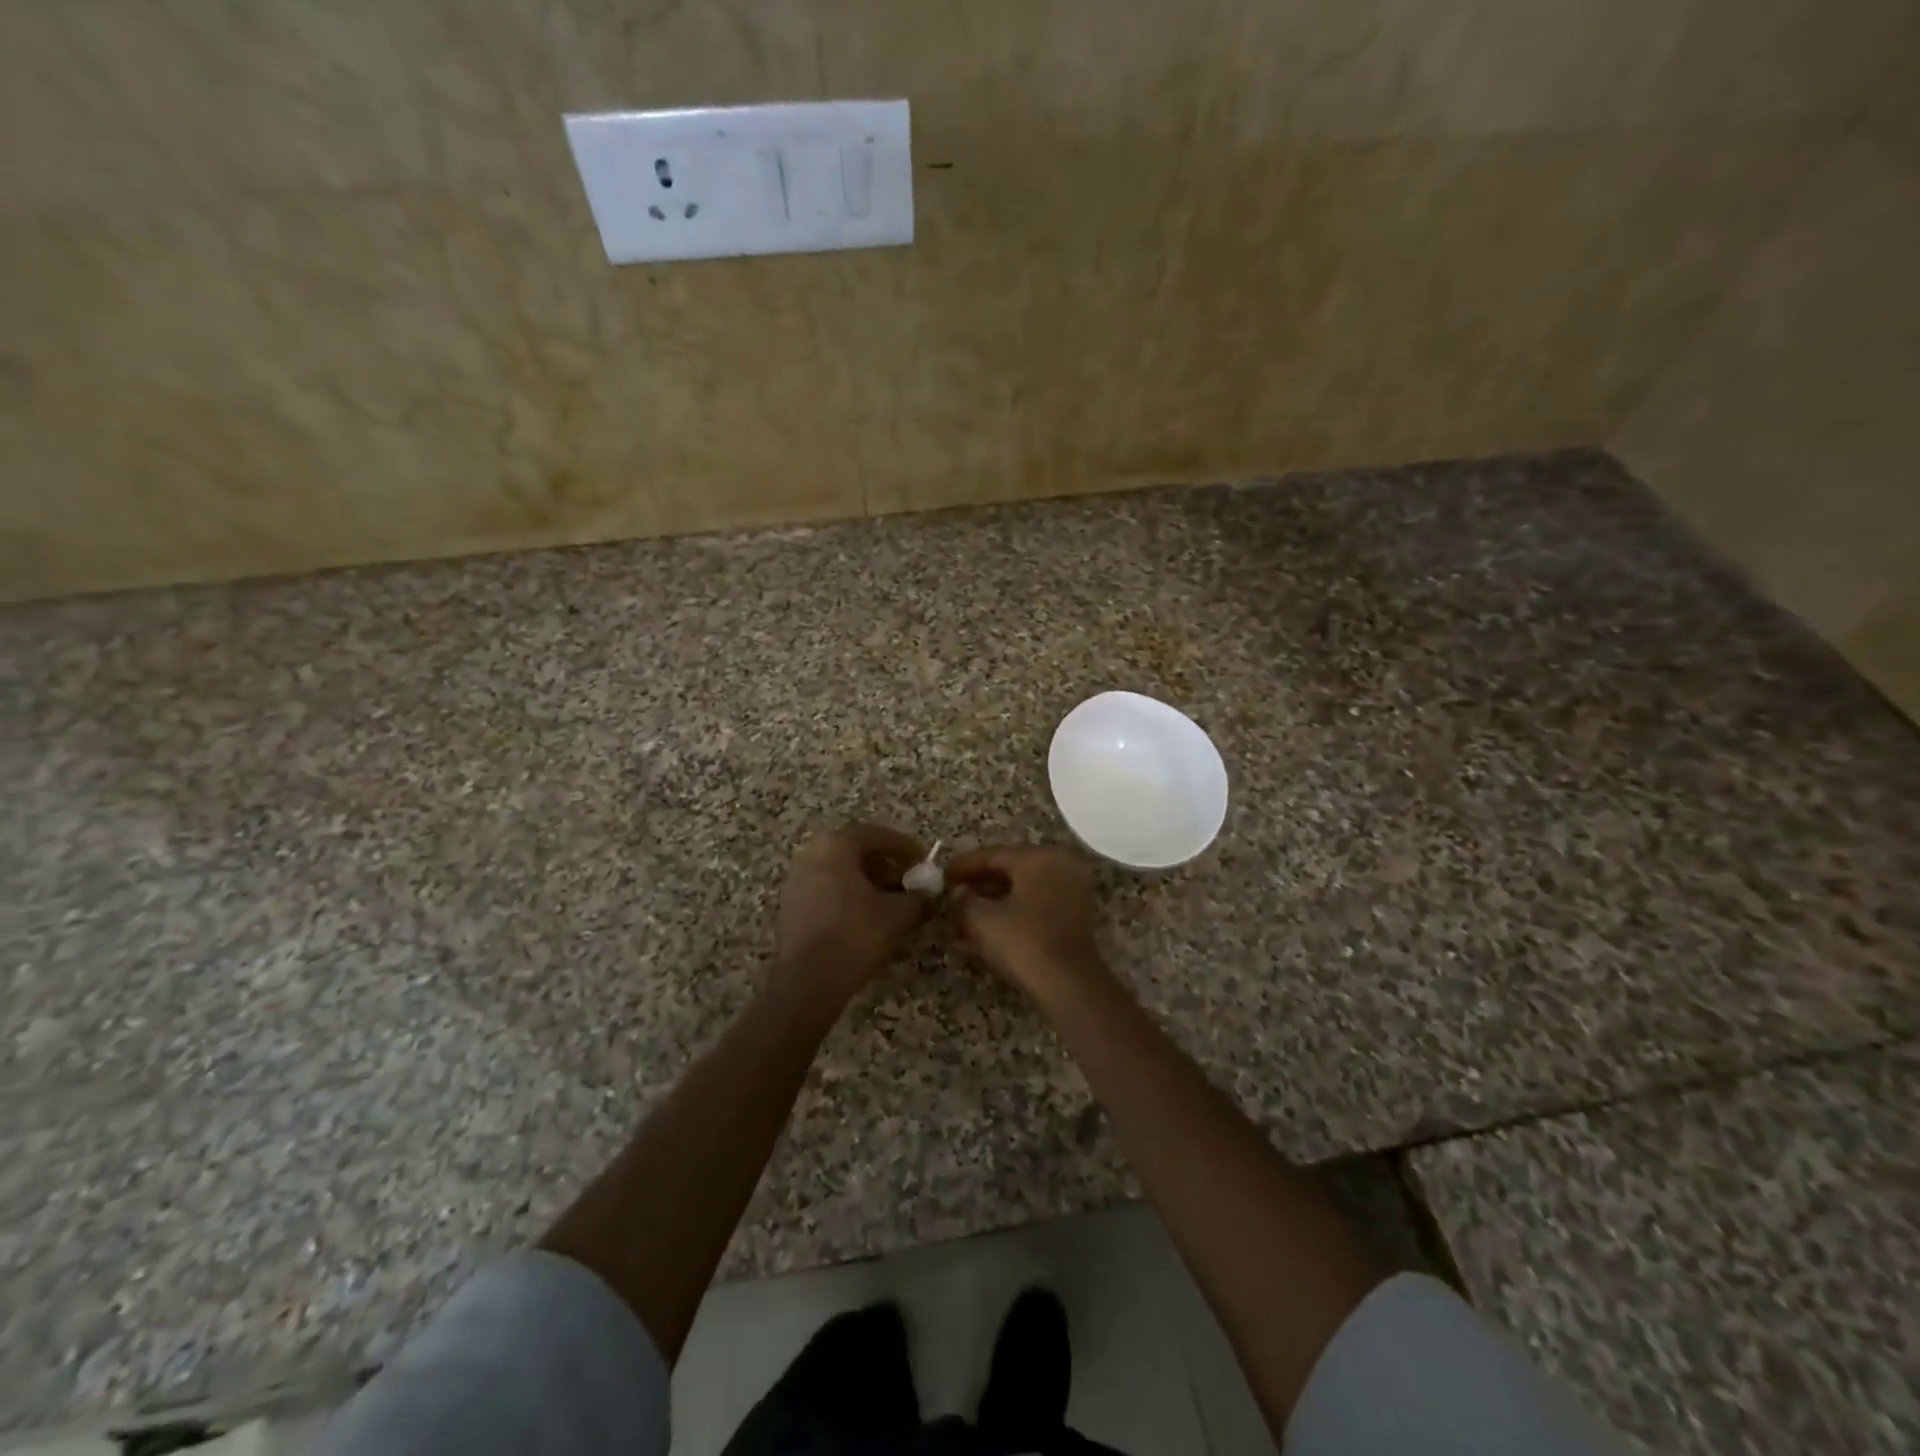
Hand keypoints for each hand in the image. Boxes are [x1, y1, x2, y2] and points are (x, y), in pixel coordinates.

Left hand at [774, 824, 931, 1005]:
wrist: (809, 981)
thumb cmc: (856, 934)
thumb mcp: (898, 914)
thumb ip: (919, 898)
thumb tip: (929, 895)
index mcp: (835, 846)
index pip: (875, 835)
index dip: (904, 847)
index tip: (923, 860)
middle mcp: (810, 855)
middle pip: (855, 853)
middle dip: (886, 866)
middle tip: (909, 882)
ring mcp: (795, 882)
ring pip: (840, 874)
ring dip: (868, 884)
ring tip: (892, 903)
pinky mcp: (790, 909)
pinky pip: (826, 892)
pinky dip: (849, 898)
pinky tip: (867, 920)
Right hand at [946, 845, 1105, 996]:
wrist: (1068, 986)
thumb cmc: (1023, 941)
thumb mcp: (982, 919)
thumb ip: (963, 900)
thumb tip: (958, 893)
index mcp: (1038, 859)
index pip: (993, 854)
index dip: (963, 865)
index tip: (941, 873)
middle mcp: (1058, 869)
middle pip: (1008, 872)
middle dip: (976, 886)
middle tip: (949, 894)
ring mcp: (1068, 895)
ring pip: (1019, 894)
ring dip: (989, 906)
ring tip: (958, 919)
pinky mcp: (1070, 922)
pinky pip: (1031, 911)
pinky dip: (1007, 919)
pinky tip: (978, 937)